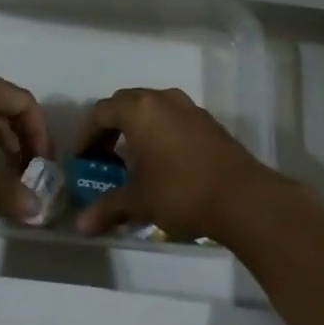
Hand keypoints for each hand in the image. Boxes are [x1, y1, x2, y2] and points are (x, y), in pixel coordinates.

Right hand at [74, 87, 280, 241]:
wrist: (242, 197)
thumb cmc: (181, 191)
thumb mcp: (139, 201)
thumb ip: (108, 208)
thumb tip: (81, 225)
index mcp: (140, 109)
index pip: (101, 111)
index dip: (87, 134)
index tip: (82, 158)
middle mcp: (163, 99)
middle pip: (126, 103)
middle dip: (110, 127)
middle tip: (103, 155)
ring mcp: (189, 108)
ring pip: (153, 108)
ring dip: (137, 127)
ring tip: (133, 158)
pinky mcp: (208, 122)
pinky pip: (174, 118)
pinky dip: (160, 131)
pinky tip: (163, 161)